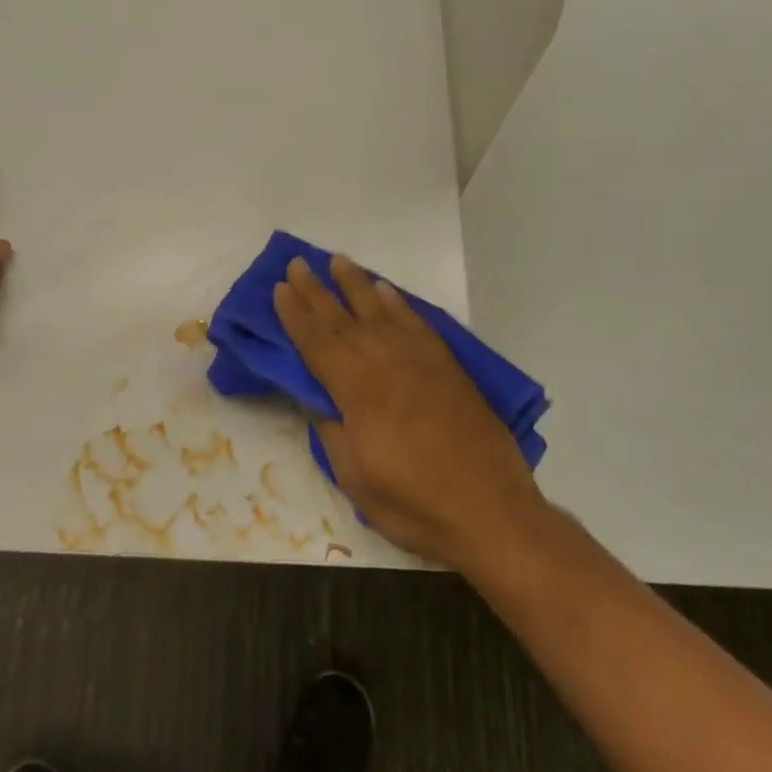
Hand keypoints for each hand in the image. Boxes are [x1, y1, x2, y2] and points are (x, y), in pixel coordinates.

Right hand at [274, 255, 548, 573]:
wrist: (491, 510)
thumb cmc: (414, 503)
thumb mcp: (355, 478)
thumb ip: (333, 434)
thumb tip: (321, 405)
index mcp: (357, 390)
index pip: (316, 343)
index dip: (295, 315)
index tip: (280, 288)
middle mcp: (386, 363)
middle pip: (343, 318)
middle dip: (316, 290)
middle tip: (297, 263)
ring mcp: (420, 360)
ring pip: (380, 310)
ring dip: (355, 284)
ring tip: (337, 261)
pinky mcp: (448, 367)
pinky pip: (417, 323)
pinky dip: (398, 304)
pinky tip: (387, 292)